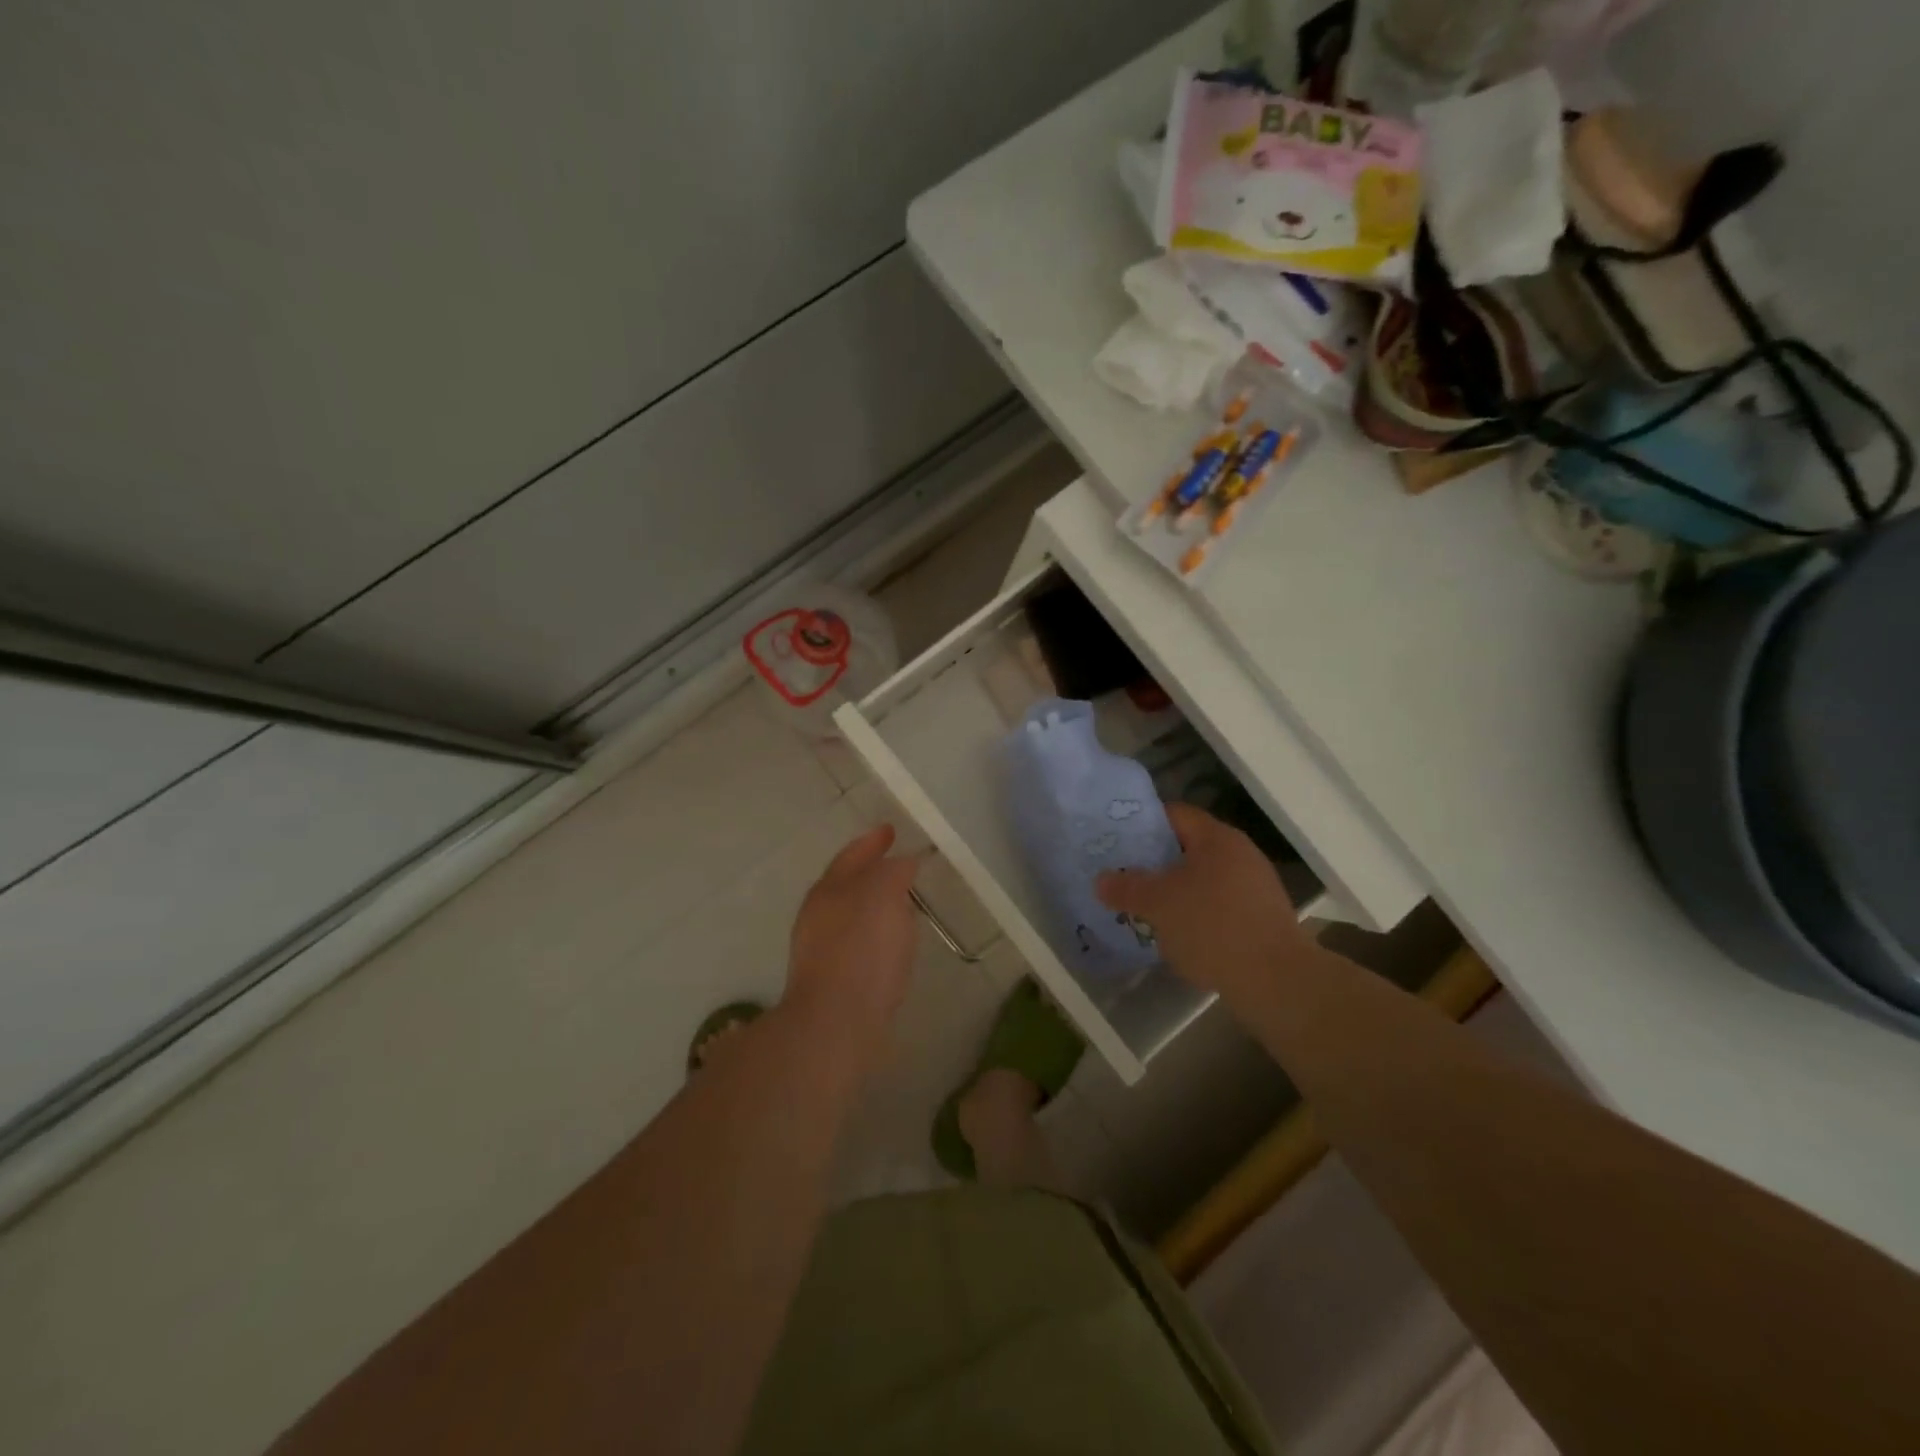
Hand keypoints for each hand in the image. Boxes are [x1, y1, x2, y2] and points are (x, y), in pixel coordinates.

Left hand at [785, 824, 921, 1071]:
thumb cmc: (861, 950)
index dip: (872, 841)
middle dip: (870, 873)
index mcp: (829, 890)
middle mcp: (818, 916)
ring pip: (851, 916)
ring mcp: (821, 951)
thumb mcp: (882, 896)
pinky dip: (875, 936)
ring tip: (902, 906)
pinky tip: (892, 947)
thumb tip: (901, 863)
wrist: (836, 1024)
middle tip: (899, 866)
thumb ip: (893, 872)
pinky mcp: (832, 982)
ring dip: (874, 906)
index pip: (852, 855)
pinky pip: (858, 945)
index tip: (891, 830)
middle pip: (847, 885)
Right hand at [1097, 804, 1312, 1005]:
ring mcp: (1255, 886)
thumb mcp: (1158, 905)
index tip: (1116, 840)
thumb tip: (1101, 879)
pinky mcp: (1261, 917)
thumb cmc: (1212, 927)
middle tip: (1123, 875)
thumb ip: (1127, 888)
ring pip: (1202, 878)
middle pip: (1188, 847)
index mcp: (1217, 838)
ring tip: (1144, 907)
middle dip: (1155, 861)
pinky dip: (1196, 912)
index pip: (1174, 814)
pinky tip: (1178, 933)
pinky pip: (1218, 904)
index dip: (1142, 823)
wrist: (1276, 980)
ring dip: (1174, 890)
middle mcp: (1240, 853)